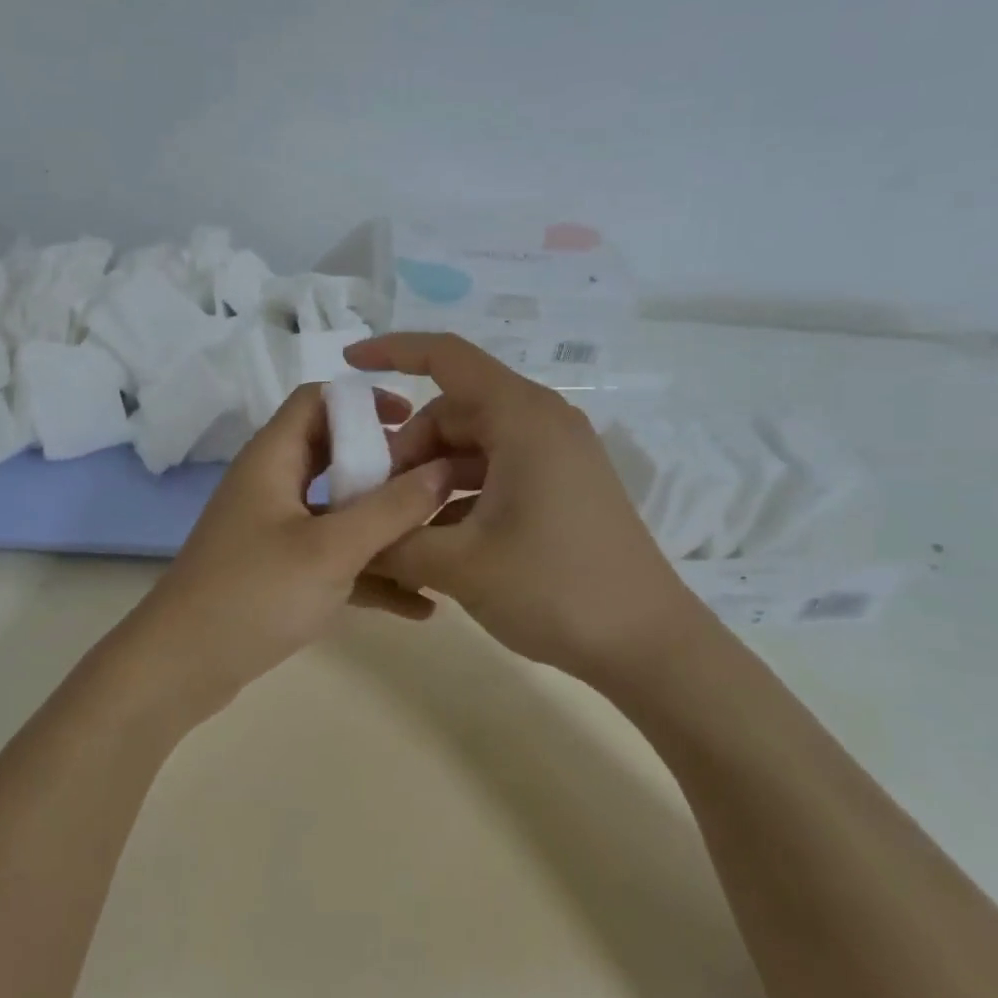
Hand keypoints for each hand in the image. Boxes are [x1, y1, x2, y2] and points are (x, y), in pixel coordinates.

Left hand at [123, 383, 457, 719]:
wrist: (181, 668)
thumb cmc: (254, 593)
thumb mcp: (331, 548)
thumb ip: (391, 508)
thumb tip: (444, 469)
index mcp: (273, 457)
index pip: (318, 400)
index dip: (366, 401)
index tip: (415, 421)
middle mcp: (274, 484)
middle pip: (337, 454)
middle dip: (388, 466)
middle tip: (438, 483)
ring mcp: (276, 530)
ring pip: (341, 511)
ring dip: (386, 525)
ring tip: (442, 541)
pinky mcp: (281, 571)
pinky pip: (335, 557)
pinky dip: (371, 573)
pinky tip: (419, 606)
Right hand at [344, 333, 703, 683]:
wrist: (649, 645)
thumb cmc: (554, 589)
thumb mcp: (459, 565)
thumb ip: (392, 541)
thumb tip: (348, 535)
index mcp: (521, 417)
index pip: (446, 356)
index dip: (391, 351)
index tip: (347, 364)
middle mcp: (541, 421)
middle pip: (453, 410)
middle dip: (407, 448)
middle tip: (376, 500)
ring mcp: (556, 454)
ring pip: (472, 444)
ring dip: (430, 476)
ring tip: (402, 525)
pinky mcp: (563, 485)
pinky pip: (496, 470)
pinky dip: (461, 493)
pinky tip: (439, 540)